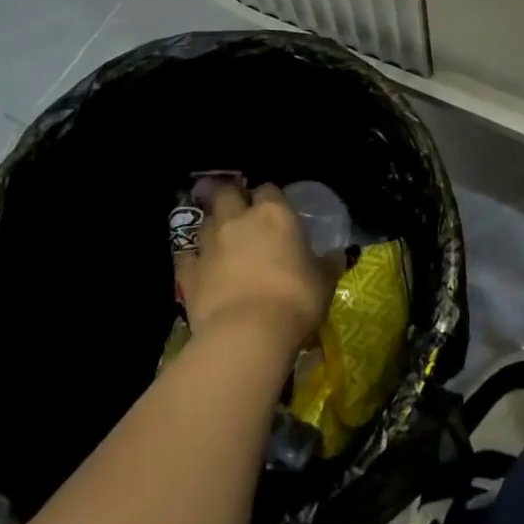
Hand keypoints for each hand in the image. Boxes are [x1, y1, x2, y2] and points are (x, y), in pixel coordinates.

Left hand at [175, 185, 334, 351]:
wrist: (247, 335)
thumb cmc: (295, 299)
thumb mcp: (323, 281)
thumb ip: (327, 263)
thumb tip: (337, 255)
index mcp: (275, 213)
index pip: (269, 188)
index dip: (270, 197)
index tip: (275, 209)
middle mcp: (239, 220)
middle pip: (227, 194)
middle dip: (230, 197)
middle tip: (238, 210)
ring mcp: (210, 245)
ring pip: (206, 222)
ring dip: (213, 227)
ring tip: (221, 239)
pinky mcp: (189, 275)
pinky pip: (187, 257)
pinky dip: (192, 258)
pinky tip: (198, 265)